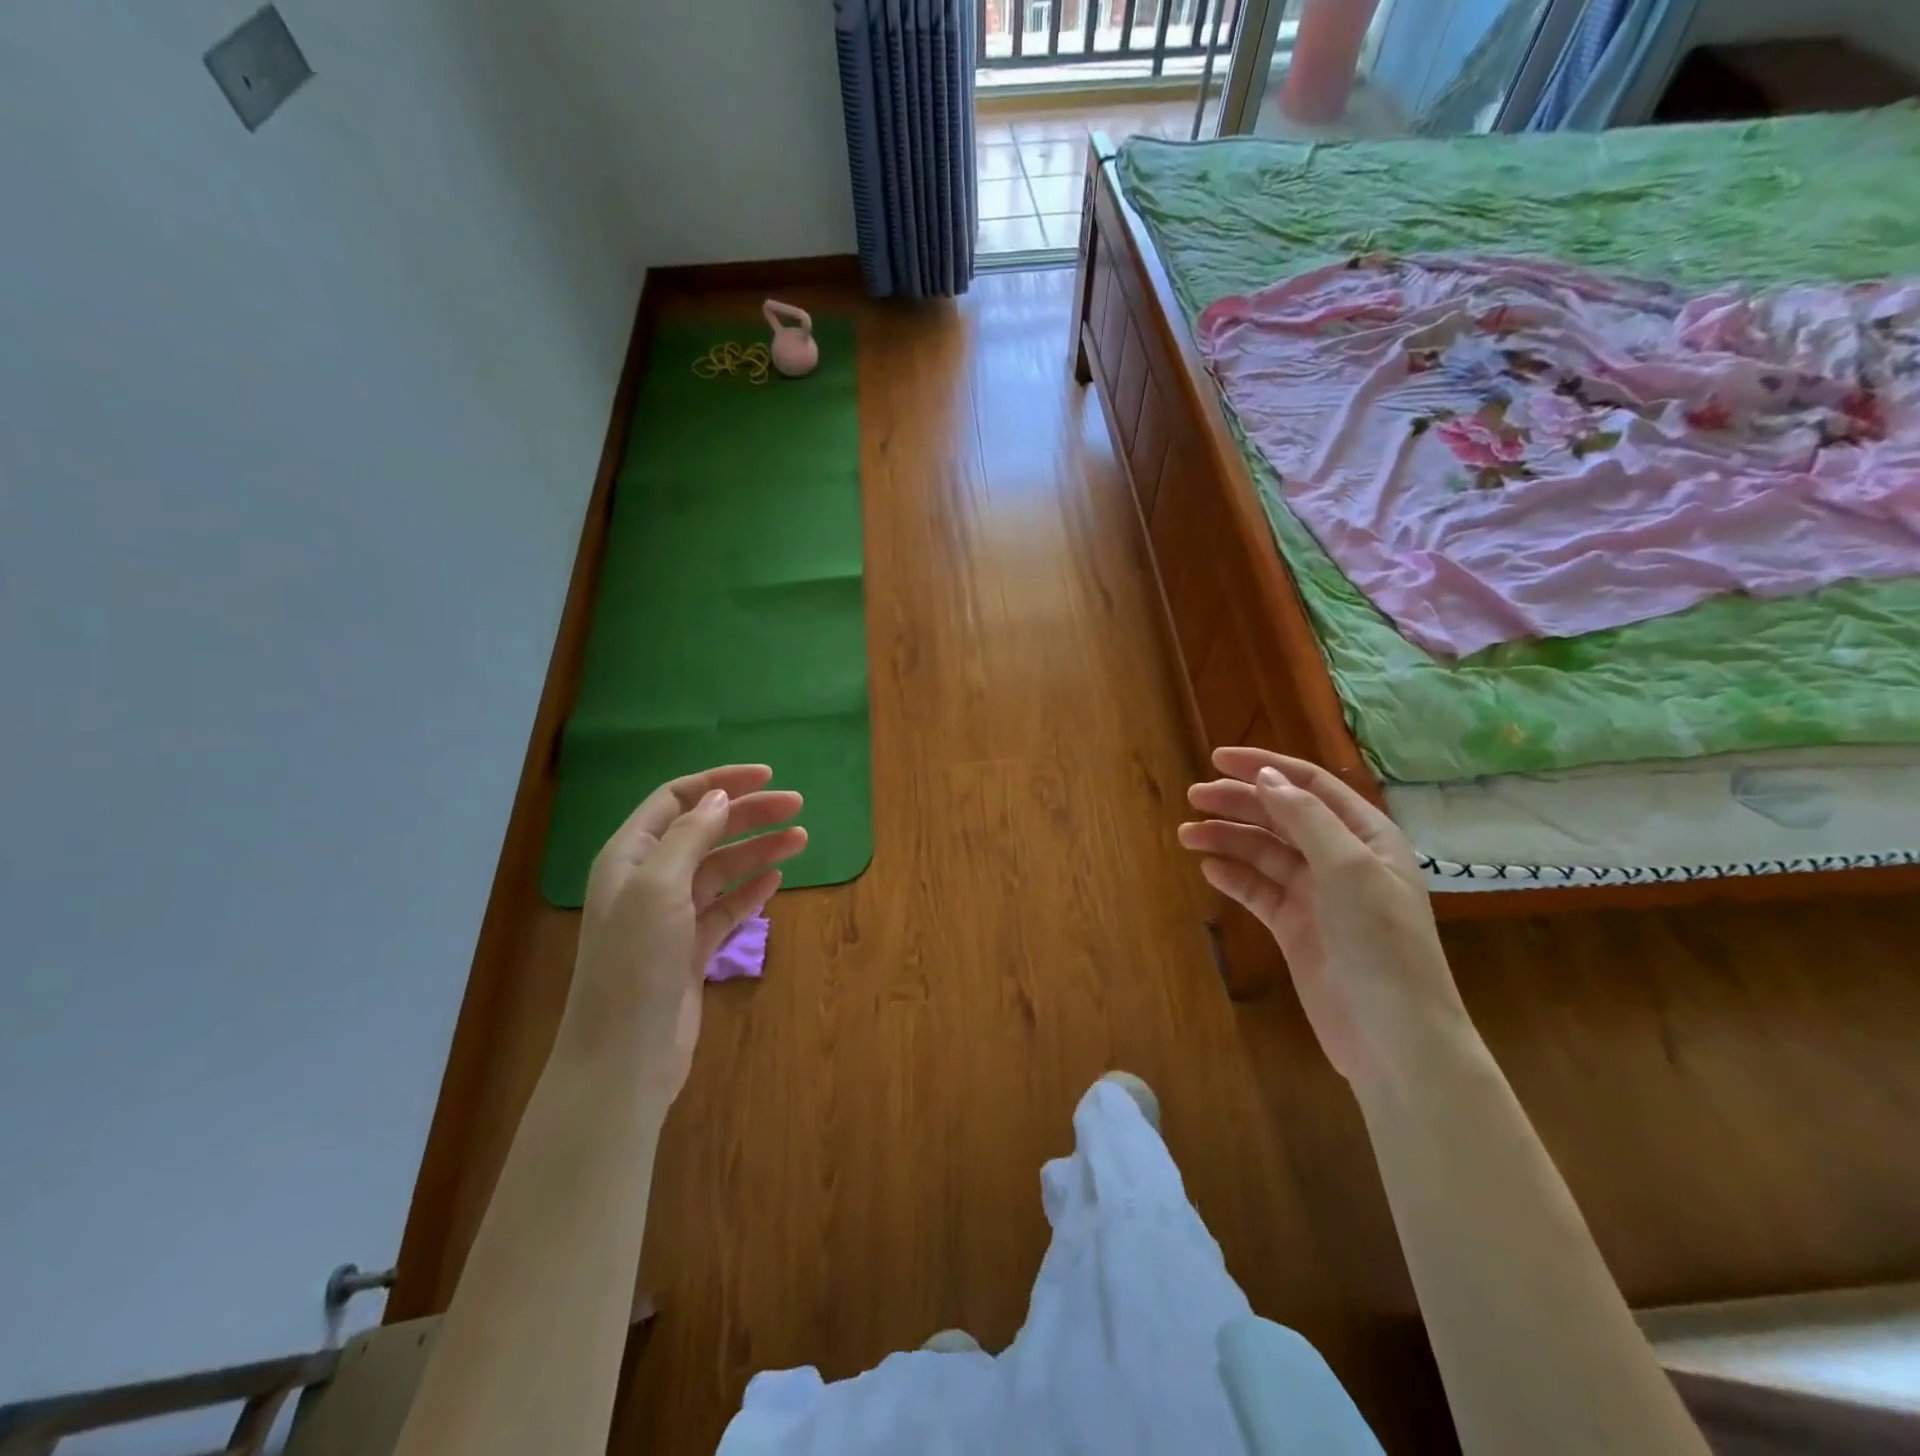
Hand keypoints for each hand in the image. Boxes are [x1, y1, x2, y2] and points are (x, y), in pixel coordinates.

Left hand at [562, 765, 805, 1101]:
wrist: (624, 1058)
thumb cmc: (635, 964)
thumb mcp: (658, 888)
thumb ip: (689, 837)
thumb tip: (718, 797)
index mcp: (630, 855)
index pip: (677, 799)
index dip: (720, 782)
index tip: (766, 777)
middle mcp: (649, 878)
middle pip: (706, 830)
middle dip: (749, 814)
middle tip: (797, 806)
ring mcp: (672, 915)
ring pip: (721, 868)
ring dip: (758, 850)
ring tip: (801, 839)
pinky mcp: (691, 948)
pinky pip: (726, 907)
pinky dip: (751, 890)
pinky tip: (776, 879)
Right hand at [1179, 748, 1467, 1088]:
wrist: (1394, 1039)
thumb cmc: (1381, 944)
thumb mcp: (1349, 869)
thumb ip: (1306, 818)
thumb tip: (1265, 777)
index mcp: (1365, 836)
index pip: (1309, 786)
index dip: (1264, 767)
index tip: (1217, 758)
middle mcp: (1341, 859)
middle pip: (1281, 816)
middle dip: (1238, 802)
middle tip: (1193, 797)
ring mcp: (1317, 896)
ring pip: (1264, 853)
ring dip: (1227, 839)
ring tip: (1187, 835)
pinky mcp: (1295, 928)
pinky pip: (1258, 891)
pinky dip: (1234, 877)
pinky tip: (1208, 868)